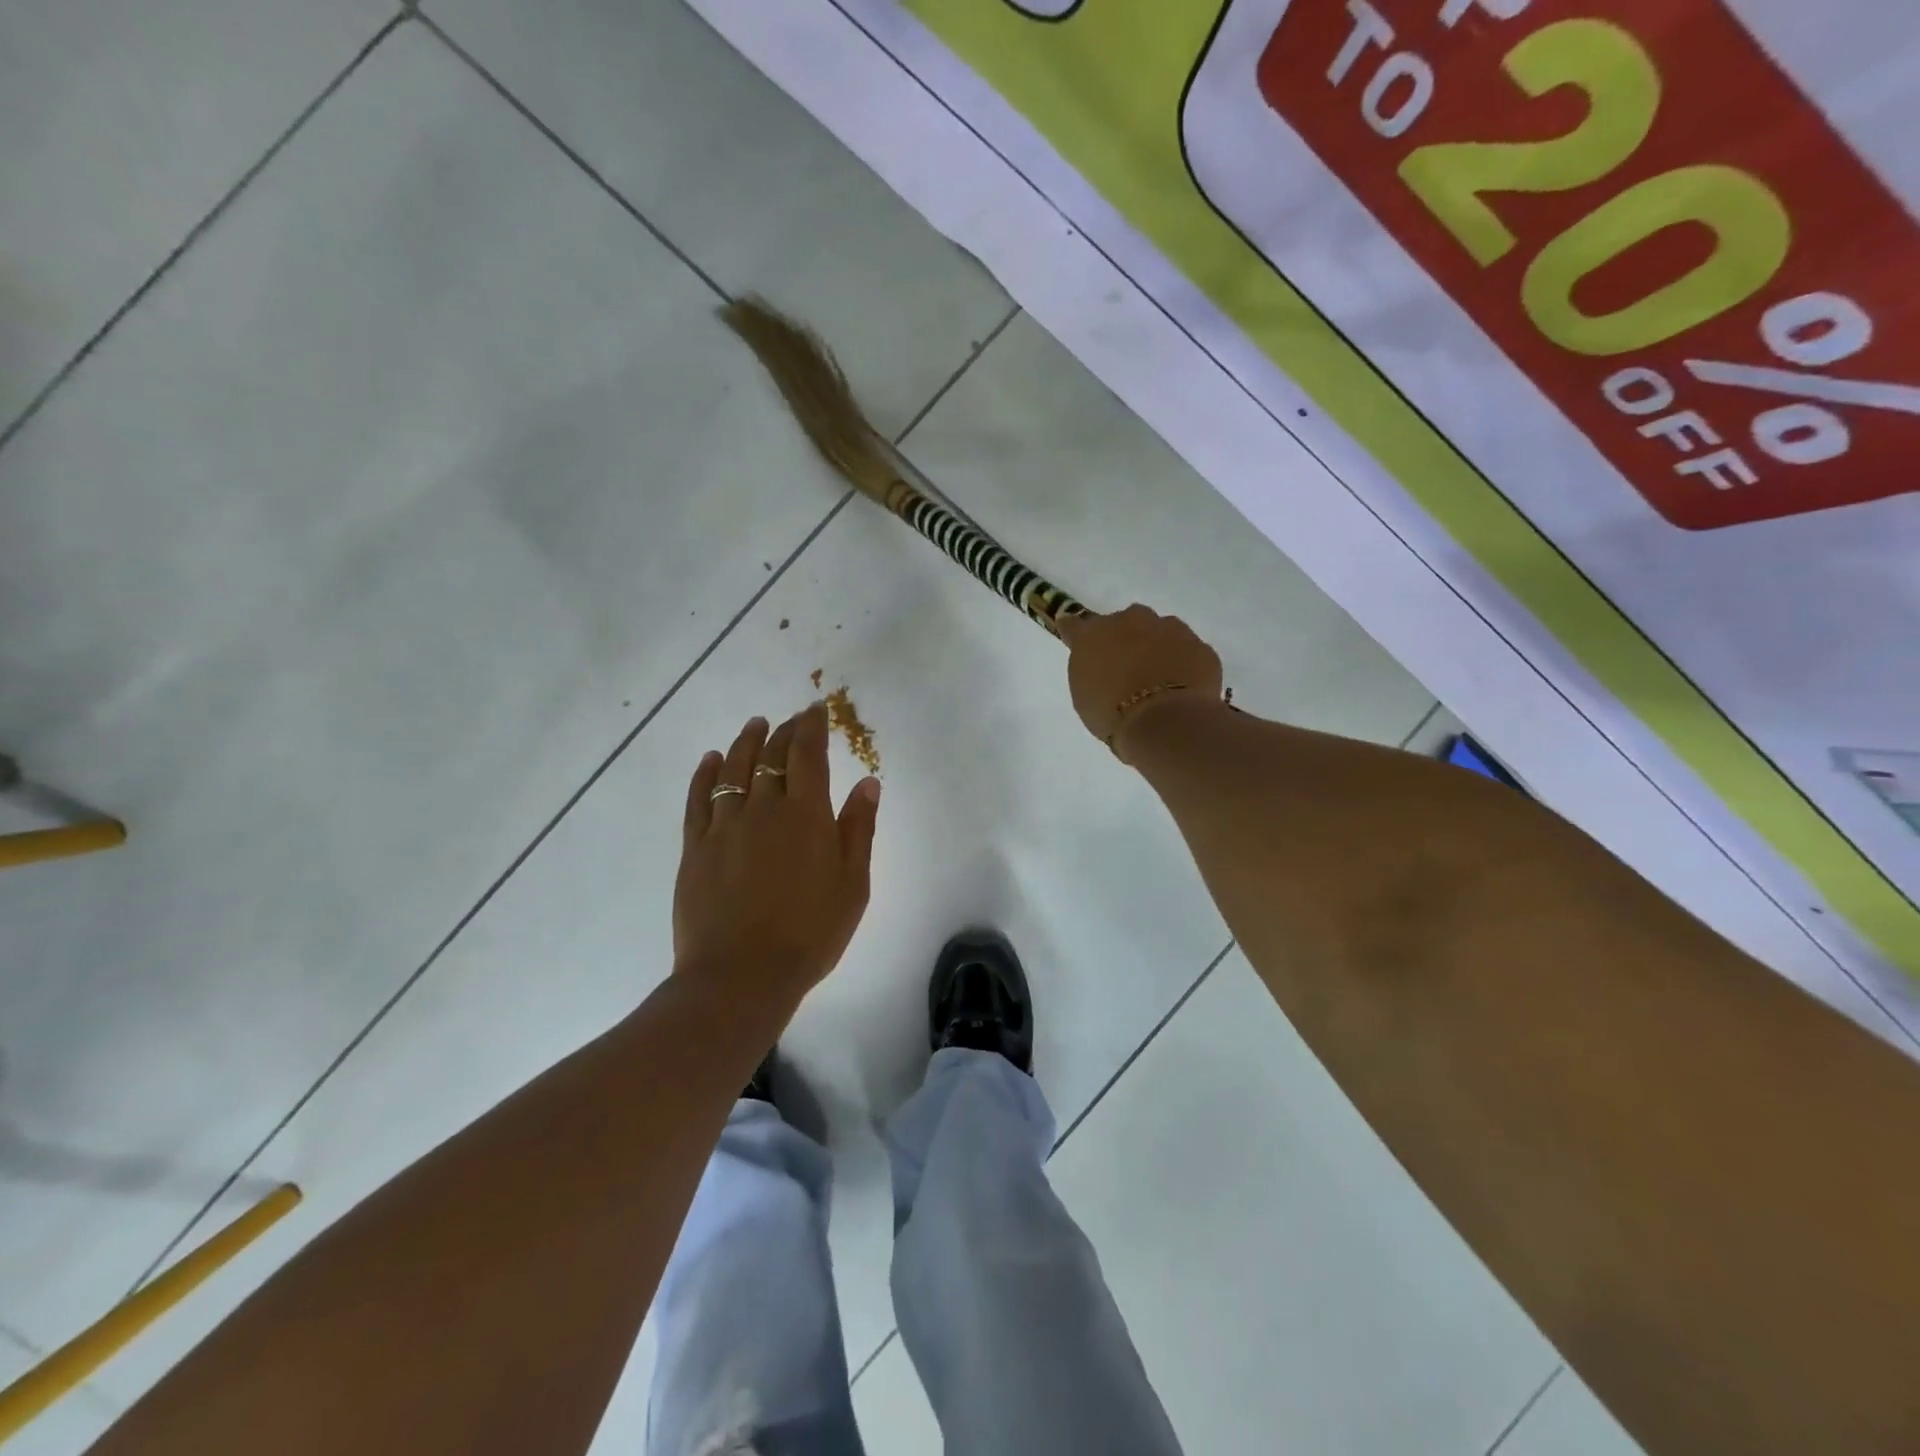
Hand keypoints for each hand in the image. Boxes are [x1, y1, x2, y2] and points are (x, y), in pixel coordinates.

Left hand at [673, 705, 880, 1007]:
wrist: (741, 976)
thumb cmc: (810, 933)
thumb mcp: (852, 884)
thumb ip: (858, 829)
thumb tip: (868, 782)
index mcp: (806, 815)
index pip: (807, 754)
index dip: (811, 727)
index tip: (816, 710)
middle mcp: (763, 808)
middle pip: (771, 756)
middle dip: (784, 731)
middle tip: (791, 720)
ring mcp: (724, 826)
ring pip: (733, 769)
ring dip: (747, 742)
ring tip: (755, 725)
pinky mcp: (695, 847)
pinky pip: (698, 798)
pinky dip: (706, 773)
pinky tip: (712, 760)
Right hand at [1059, 604, 1225, 761]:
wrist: (1165, 722)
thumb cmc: (1112, 713)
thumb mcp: (1085, 695)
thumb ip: (1089, 670)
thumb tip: (1097, 662)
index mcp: (1093, 634)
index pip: (1075, 624)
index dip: (1076, 633)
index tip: (1077, 641)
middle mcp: (1131, 620)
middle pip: (1125, 623)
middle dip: (1126, 640)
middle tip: (1128, 670)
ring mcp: (1170, 629)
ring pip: (1161, 632)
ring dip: (1158, 649)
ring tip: (1159, 682)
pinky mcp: (1200, 646)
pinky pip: (1188, 652)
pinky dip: (1184, 665)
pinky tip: (1182, 689)